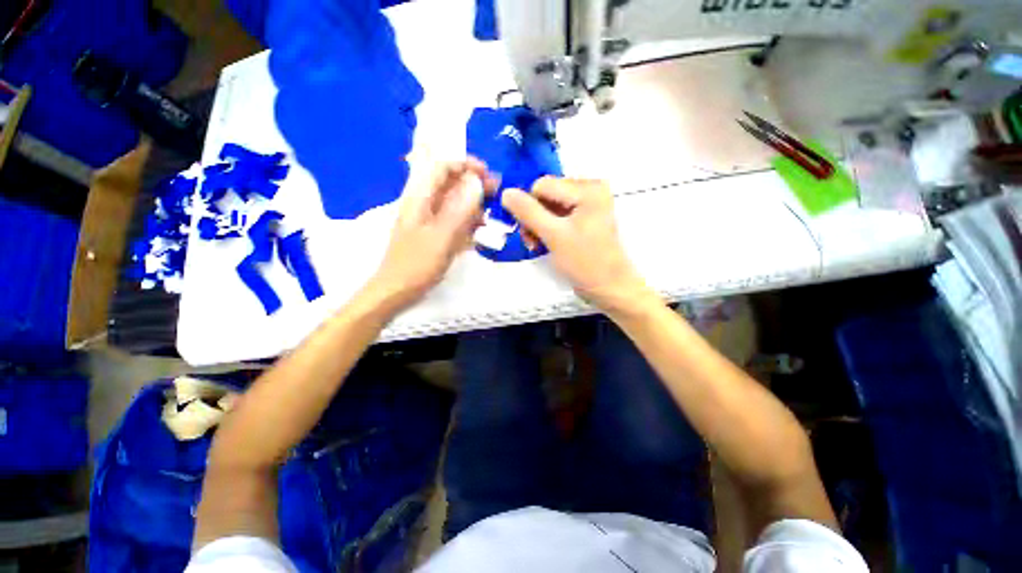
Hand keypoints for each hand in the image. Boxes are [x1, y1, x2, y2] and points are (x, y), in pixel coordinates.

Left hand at [368, 159, 495, 310]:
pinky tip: (481, 228)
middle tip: (497, 192)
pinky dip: (469, 221)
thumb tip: (477, 182)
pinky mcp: (436, 234)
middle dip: (475, 185)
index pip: (442, 167)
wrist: (398, 290)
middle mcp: (426, 205)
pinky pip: (455, 221)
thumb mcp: (441, 236)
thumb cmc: (416, 264)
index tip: (488, 173)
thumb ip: (459, 209)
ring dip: (475, 204)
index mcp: (420, 198)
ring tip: (493, 212)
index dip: (465, 165)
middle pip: (451, 184)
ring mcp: (431, 220)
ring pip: (456, 203)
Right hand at [502, 177, 655, 312]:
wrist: (609, 288)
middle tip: (532, 241)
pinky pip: (557, 216)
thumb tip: (505, 192)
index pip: (542, 185)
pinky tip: (545, 243)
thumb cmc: (585, 263)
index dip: (529, 206)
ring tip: (537, 245)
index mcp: (588, 189)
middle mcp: (590, 189)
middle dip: (534, 218)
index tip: (527, 231)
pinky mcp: (585, 218)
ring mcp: (588, 204)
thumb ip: (528, 212)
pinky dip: (547, 229)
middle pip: (546, 195)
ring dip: (538, 225)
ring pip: (549, 206)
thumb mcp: (553, 235)